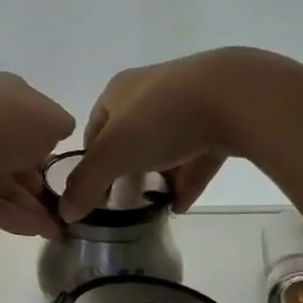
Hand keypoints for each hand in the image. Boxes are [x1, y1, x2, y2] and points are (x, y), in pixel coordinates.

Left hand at [0, 74, 73, 237]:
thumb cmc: (5, 123)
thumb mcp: (50, 119)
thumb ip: (59, 126)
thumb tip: (57, 132)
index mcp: (5, 93)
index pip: (31, 117)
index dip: (49, 142)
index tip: (64, 168)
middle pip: (15, 152)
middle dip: (39, 181)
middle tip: (61, 205)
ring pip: (3, 181)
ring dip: (30, 205)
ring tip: (55, 229)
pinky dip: (12, 216)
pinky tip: (38, 232)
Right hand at [59, 49, 261, 221]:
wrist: (238, 95)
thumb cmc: (162, 118)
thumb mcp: (113, 153)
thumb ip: (86, 183)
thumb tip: (64, 212)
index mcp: (119, 91)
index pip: (94, 129)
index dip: (91, 162)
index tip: (95, 192)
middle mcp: (151, 91)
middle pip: (130, 136)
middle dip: (127, 169)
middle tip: (126, 200)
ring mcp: (190, 101)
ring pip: (166, 144)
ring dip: (159, 175)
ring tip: (155, 205)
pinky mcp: (223, 115)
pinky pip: (199, 151)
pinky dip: (189, 176)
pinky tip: (184, 204)